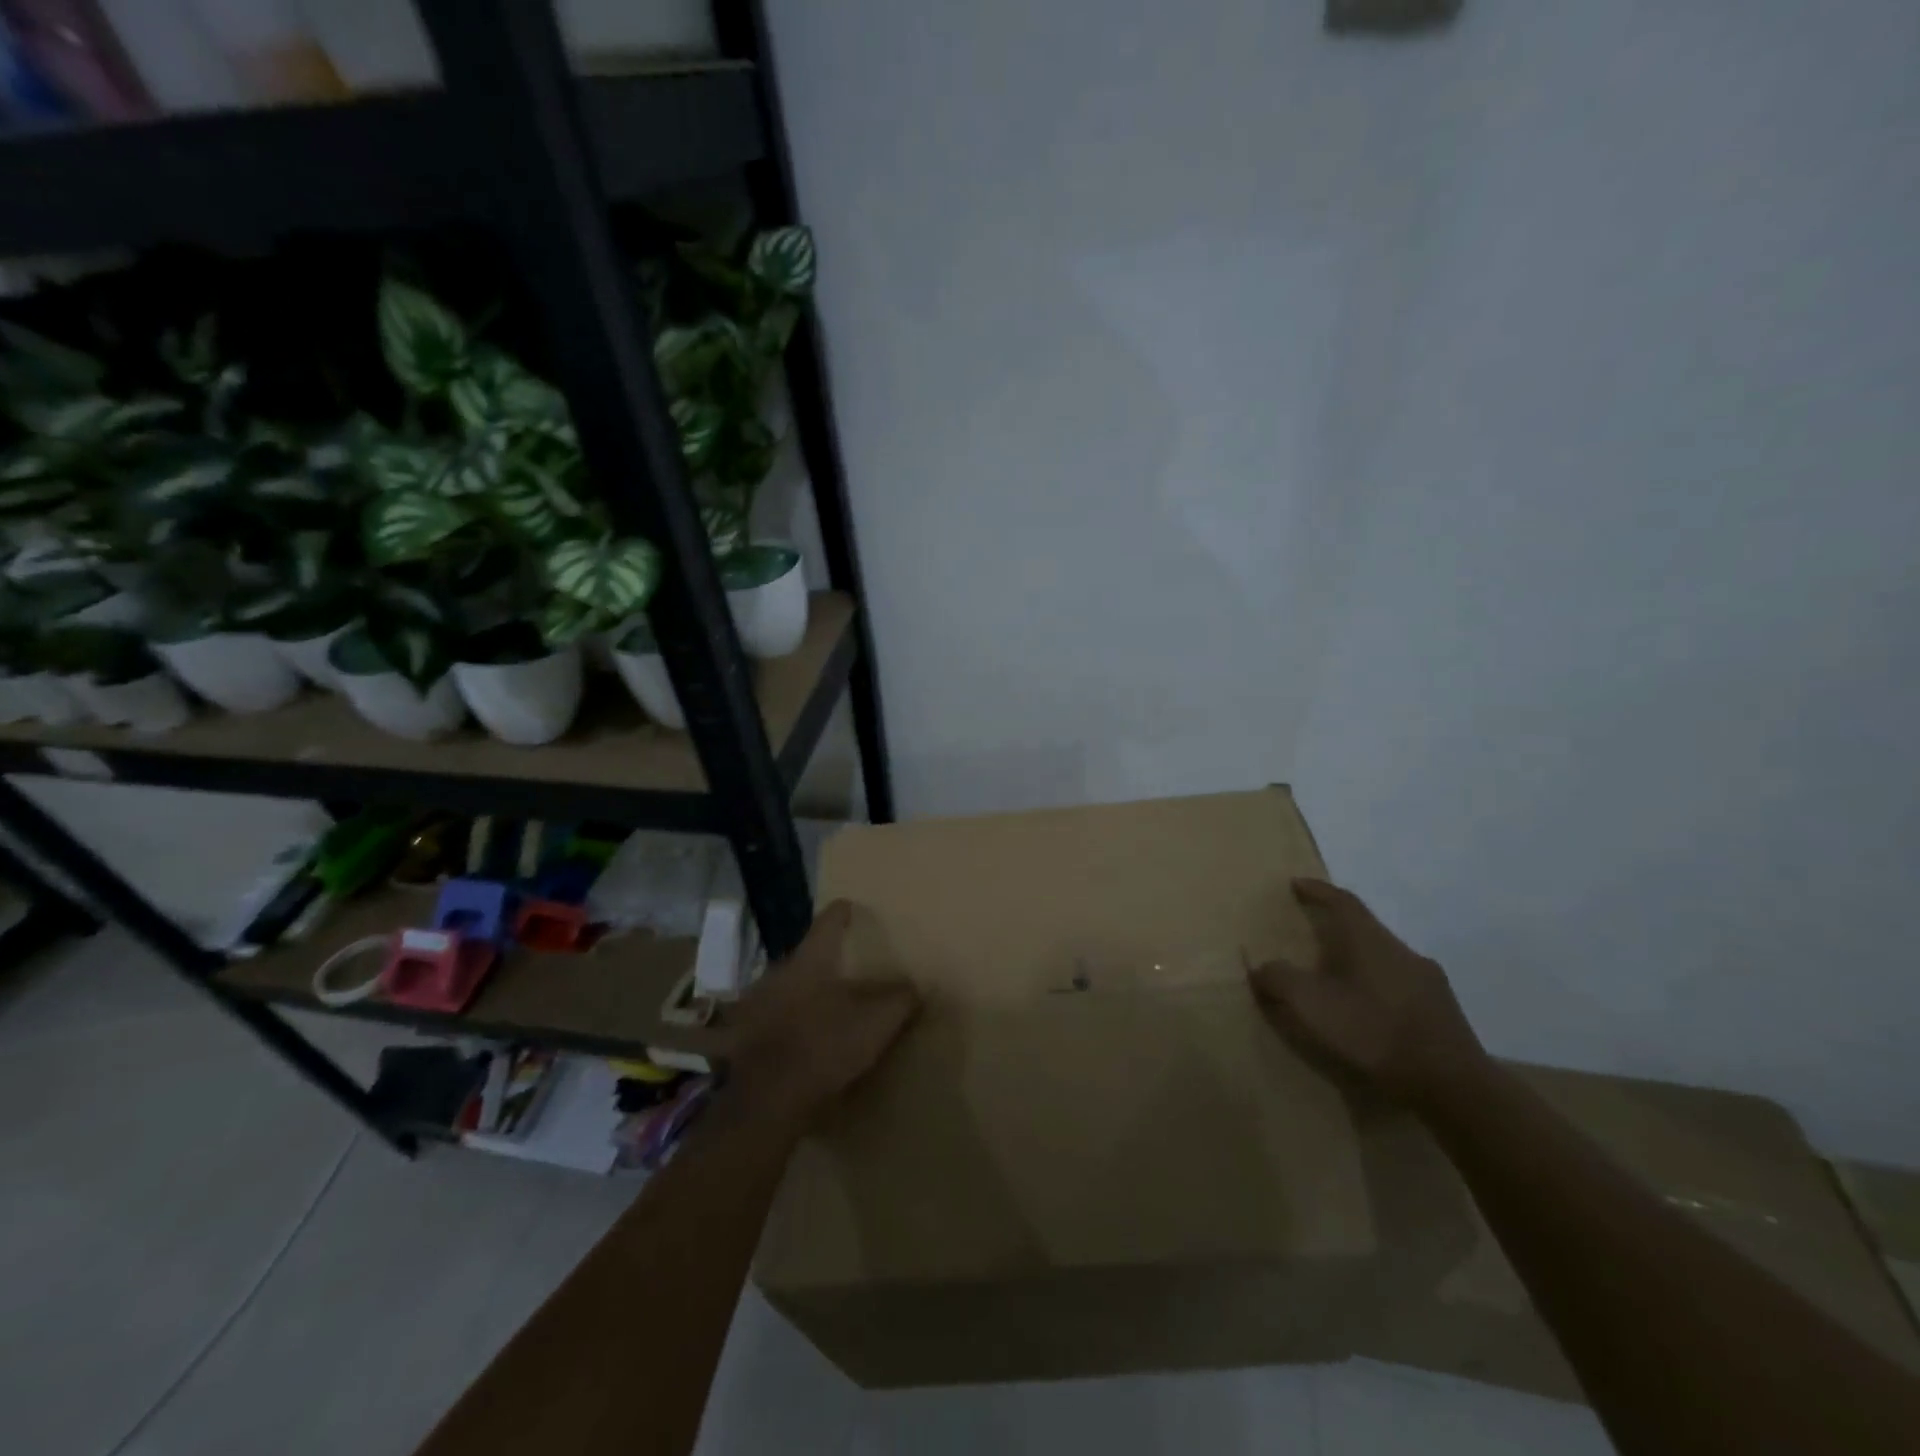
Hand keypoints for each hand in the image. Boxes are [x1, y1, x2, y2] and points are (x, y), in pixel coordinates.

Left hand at [727, 900, 919, 1127]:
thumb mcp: (877, 1022)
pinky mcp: (744, 1036)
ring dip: (803, 992)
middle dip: (825, 960)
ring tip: (823, 1005)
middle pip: (806, 955)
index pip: (828, 921)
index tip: (851, 907)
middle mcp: (779, 971)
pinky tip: (798, 1037)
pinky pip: (771, 1018)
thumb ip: (899, 999)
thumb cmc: (824, 1045)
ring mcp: (757, 1002)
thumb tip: (915, 986)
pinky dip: (785, 1022)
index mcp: (811, 958)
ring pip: (786, 986)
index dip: (843, 912)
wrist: (767, 1098)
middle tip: (846, 968)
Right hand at [1247, 878, 1486, 1108]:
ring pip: (1385, 959)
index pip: (1343, 901)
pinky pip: (1401, 986)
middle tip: (1312, 937)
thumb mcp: (1311, 1005)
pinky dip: (1379, 989)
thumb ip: (1280, 980)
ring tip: (1338, 981)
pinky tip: (1371, 1013)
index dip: (1318, 890)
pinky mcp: (1443, 1012)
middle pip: (1365, 929)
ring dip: (1359, 962)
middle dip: (1337, 929)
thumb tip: (1261, 967)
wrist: (1452, 1086)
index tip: (1297, 884)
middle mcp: (1402, 951)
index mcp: (1370, 941)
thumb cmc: (1374, 1032)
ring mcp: (1428, 981)